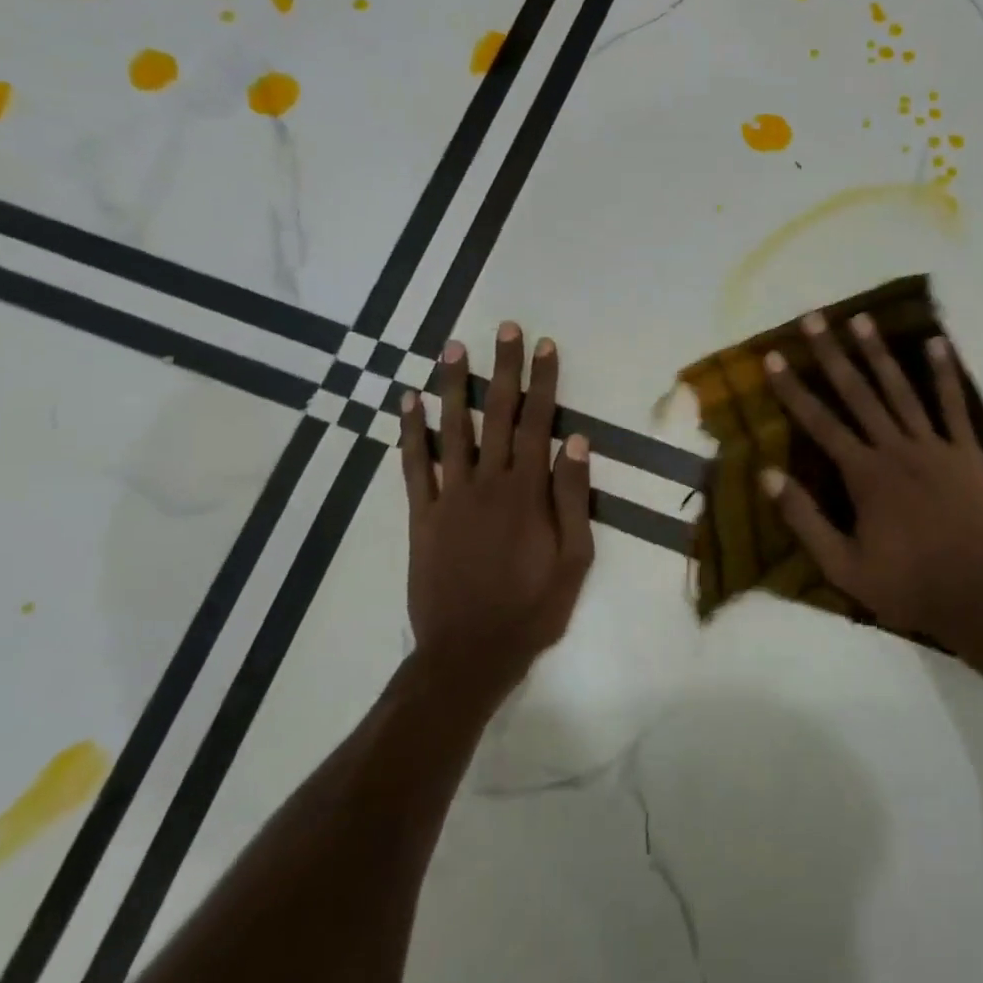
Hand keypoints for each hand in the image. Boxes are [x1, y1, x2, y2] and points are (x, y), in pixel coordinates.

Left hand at [400, 323, 594, 700]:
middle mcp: (488, 482)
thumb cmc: (533, 608)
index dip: (544, 381)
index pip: (540, 422)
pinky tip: (408, 401)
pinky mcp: (422, 516)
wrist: (469, 653)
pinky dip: (410, 432)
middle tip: (506, 329)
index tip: (546, 346)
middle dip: (504, 368)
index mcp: (528, 491)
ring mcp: (450, 496)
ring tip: (453, 347)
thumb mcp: (575, 559)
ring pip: (453, 429)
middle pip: (499, 414)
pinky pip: (414, 466)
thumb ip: (573, 497)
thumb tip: (575, 440)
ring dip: (454, 385)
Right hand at [760, 311, 982, 649]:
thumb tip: (767, 474)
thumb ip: (804, 519)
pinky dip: (946, 374)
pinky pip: (955, 406)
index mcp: (864, 475)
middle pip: (858, 393)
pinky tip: (937, 343)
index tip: (774, 357)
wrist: (981, 601)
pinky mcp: (968, 453)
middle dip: (832, 354)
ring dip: (880, 353)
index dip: (793, 389)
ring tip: (861, 320)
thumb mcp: (842, 567)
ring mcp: (936, 447)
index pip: (819, 422)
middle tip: (813, 318)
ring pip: (902, 390)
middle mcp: (896, 449)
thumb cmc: (907, 587)